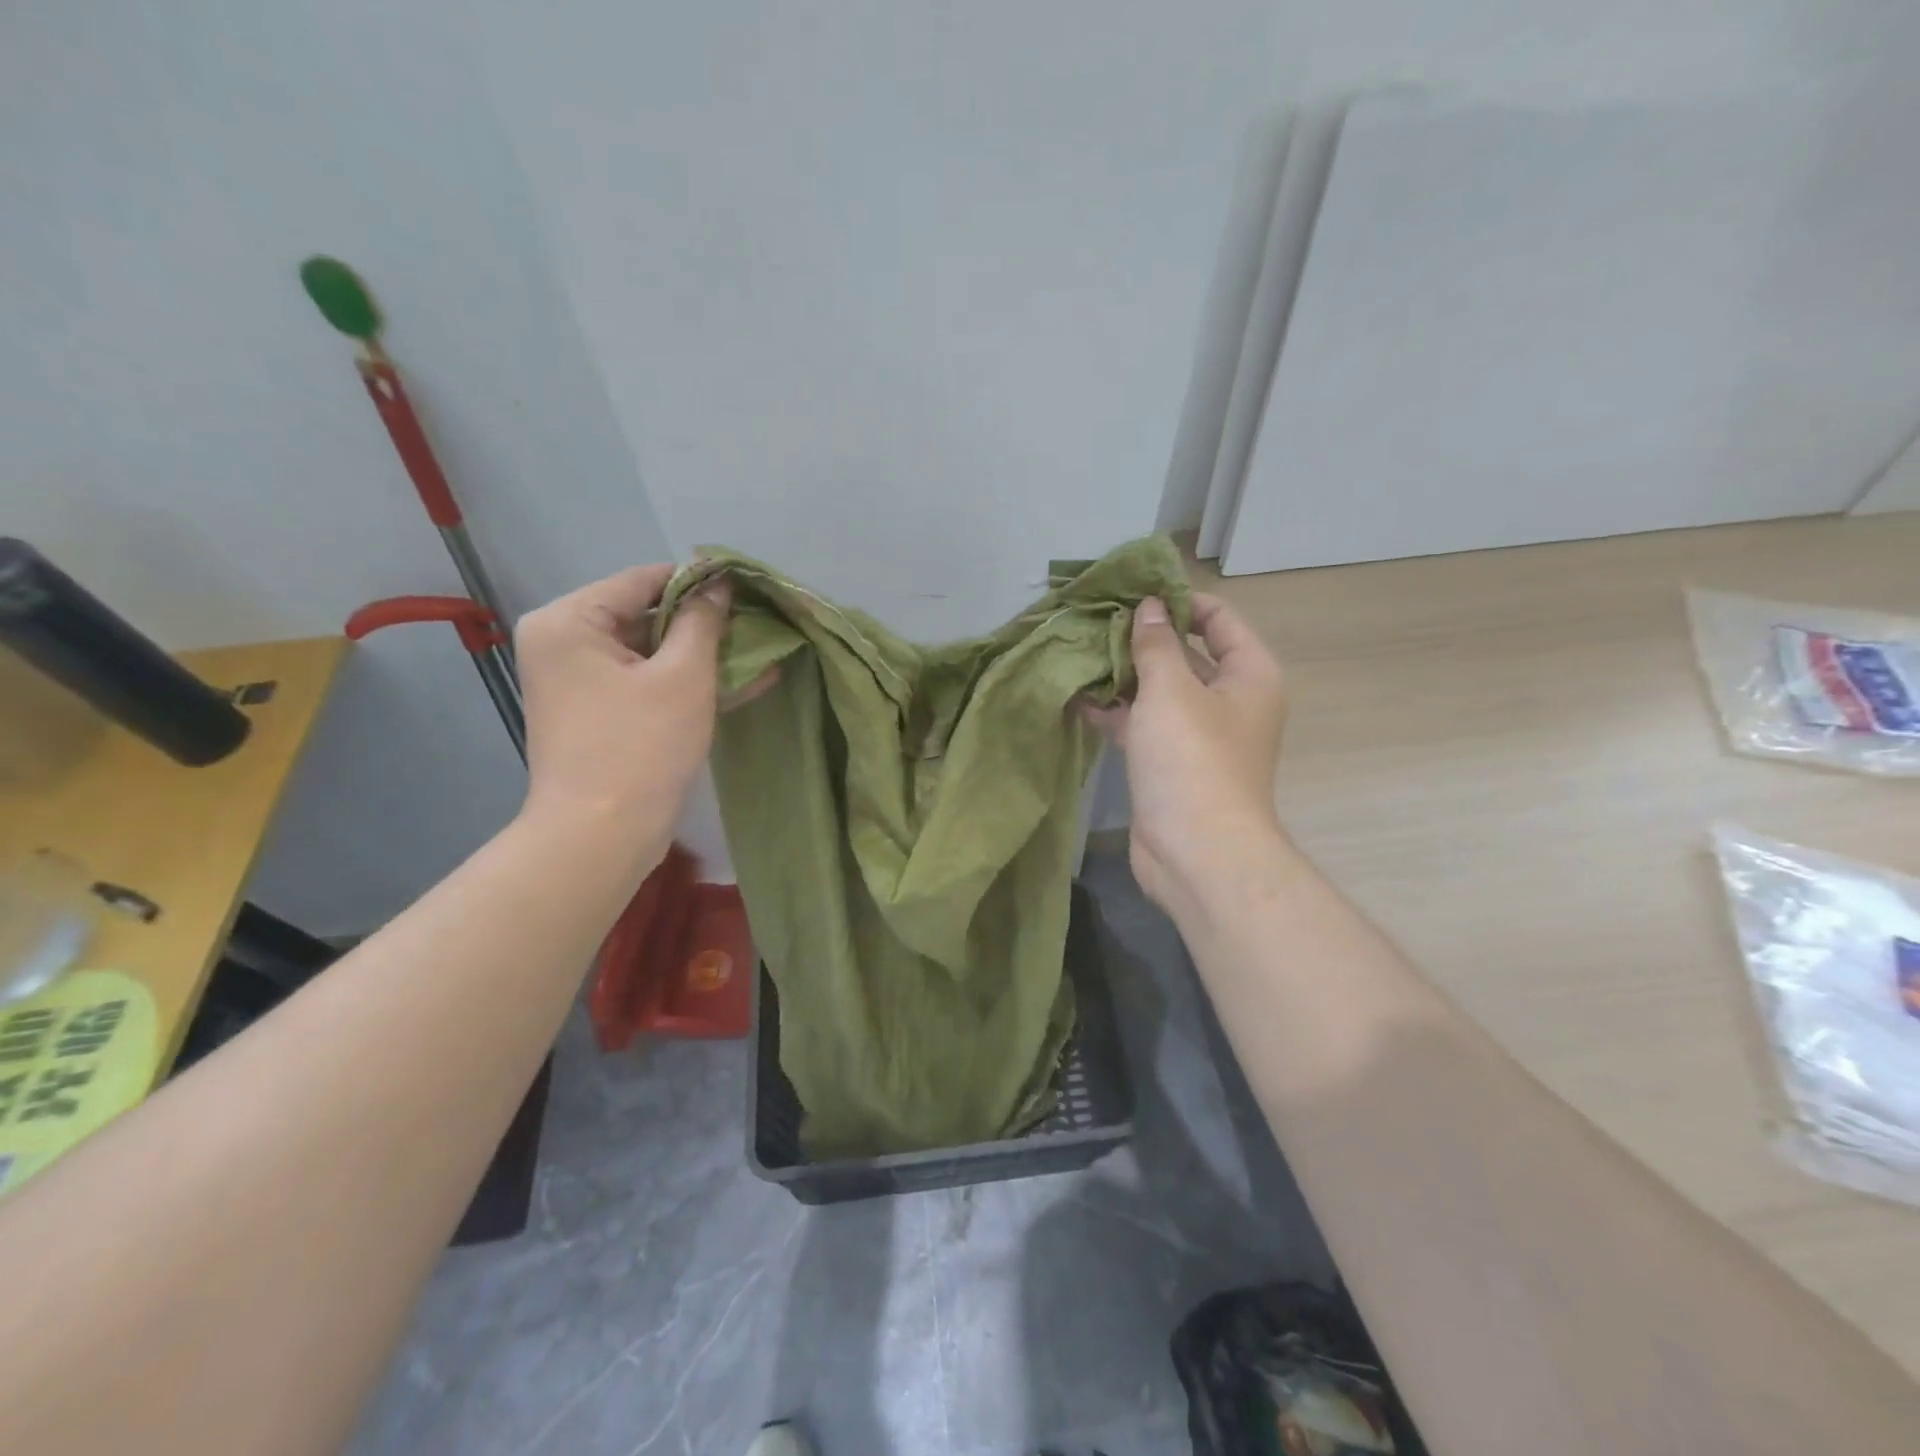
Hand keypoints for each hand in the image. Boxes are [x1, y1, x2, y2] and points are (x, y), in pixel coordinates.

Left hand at [514, 563, 729, 862]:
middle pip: (646, 615)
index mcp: (569, 621)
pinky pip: (647, 683)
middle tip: (759, 626)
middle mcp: (565, 642)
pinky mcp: (599, 712)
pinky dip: (687, 683)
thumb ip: (703, 621)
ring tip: (762, 653)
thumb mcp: (683, 676)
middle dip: (705, 624)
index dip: (699, 582)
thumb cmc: (640, 747)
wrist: (601, 836)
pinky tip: (742, 683)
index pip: (643, 580)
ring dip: (704, 656)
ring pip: (652, 652)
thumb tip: (718, 582)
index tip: (748, 589)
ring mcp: (580, 681)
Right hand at [1085, 593, 1288, 915]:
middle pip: (1186, 654)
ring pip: (1159, 691)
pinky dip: (1114, 711)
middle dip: (1143, 637)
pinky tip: (1076, 696)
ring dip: (1123, 674)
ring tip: (1078, 650)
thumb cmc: (1193, 759)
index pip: (1219, 619)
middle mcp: (1229, 700)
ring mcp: (1197, 735)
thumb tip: (1150, 606)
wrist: (1196, 851)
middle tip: (1094, 618)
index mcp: (1248, 675)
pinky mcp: (1168, 763)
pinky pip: (1142, 724)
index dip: (1180, 600)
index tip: (1134, 591)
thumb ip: (1157, 643)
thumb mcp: (1171, 690)